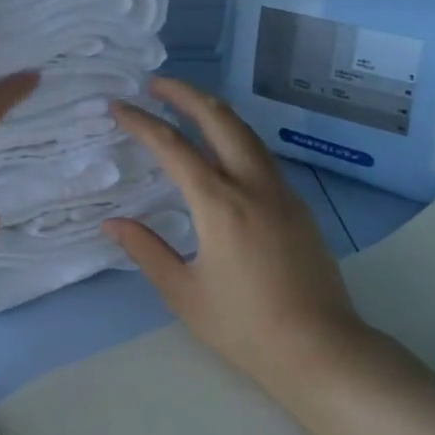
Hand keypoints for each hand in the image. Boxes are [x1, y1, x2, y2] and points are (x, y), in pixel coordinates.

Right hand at [105, 77, 367, 388]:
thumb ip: (146, 251)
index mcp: (219, 205)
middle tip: (156, 84)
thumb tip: (112, 223)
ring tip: (187, 105)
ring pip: (246, 133)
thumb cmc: (245, 327)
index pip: (173, 148)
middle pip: (220, 119)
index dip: (142, 123)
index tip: (119, 106)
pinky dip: (235, 137)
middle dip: (186, 94)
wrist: (321, 350)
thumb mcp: (184, 293)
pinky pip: (261, 156)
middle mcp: (252, 186)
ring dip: (214, 111)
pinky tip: (222, 150)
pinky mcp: (298, 205)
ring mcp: (281, 192)